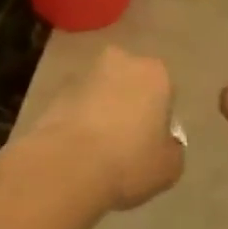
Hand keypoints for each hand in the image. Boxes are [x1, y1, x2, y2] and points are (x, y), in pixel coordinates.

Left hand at [23, 46, 184, 211]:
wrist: (67, 166)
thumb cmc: (129, 161)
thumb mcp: (169, 167)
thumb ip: (172, 148)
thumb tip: (164, 143)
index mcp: (155, 73)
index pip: (165, 92)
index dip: (159, 118)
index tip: (152, 143)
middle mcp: (121, 61)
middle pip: (131, 83)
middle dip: (129, 104)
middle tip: (127, 142)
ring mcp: (84, 74)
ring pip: (101, 92)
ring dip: (102, 110)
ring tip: (98, 150)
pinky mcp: (55, 91)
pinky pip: (76, 106)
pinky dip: (79, 121)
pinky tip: (78, 150)